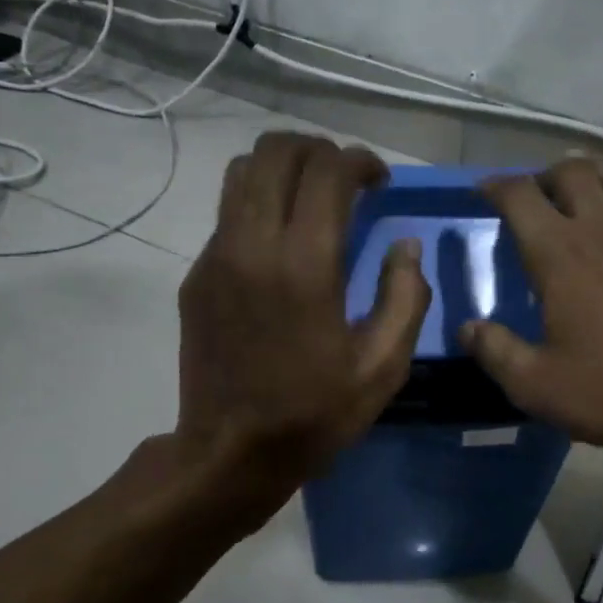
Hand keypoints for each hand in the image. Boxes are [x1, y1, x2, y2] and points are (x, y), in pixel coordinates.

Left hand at [173, 132, 429, 520]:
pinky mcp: (196, 276)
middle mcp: (253, 244)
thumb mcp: (382, 367)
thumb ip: (405, 297)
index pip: (328, 171)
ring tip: (311, 200)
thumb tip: (405, 246)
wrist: (231, 452)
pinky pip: (227, 215)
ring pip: (242, 173)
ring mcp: (216, 257)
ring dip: (282, 170)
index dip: (360, 162)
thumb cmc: (314, 414)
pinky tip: (281, 248)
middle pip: (277, 152)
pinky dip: (259, 207)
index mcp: (305, 264)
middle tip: (346, 180)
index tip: (379, 182)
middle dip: (319, 151)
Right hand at [460, 160, 602, 455]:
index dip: (495, 186)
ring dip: (585, 186)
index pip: (520, 195)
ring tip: (572, 213)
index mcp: (560, 252)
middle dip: (543, 178)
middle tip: (531, 204)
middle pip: (571, 170)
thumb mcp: (535, 384)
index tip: (482, 194)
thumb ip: (495, 350)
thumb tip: (469, 329)